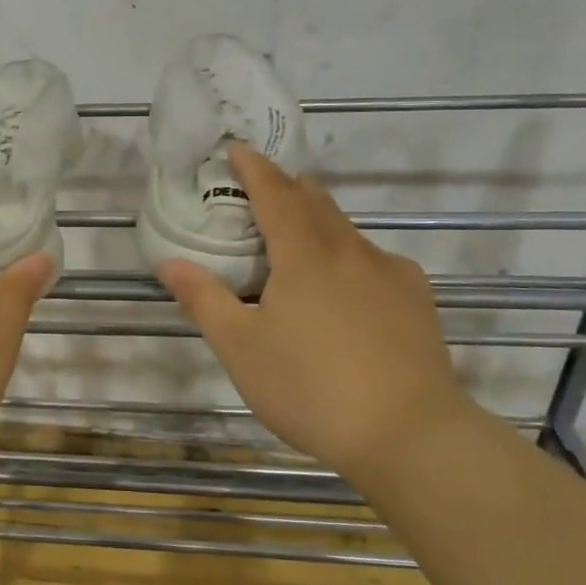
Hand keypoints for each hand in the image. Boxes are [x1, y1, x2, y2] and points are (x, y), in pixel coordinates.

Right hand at [155, 144, 467, 474]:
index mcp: (305, 254)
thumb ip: (204, 299)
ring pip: (347, 231)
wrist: (412, 436)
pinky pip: (376, 260)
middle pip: (316, 202)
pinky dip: (349, 255)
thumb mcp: (241, 347)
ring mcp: (391, 275)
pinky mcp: (417, 302)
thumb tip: (169, 262)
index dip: (254, 168)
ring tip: (296, 238)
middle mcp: (351, 252)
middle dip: (287, 187)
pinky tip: (347, 284)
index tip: (237, 147)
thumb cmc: (312, 387)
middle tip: (261, 188)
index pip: (275, 193)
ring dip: (317, 221)